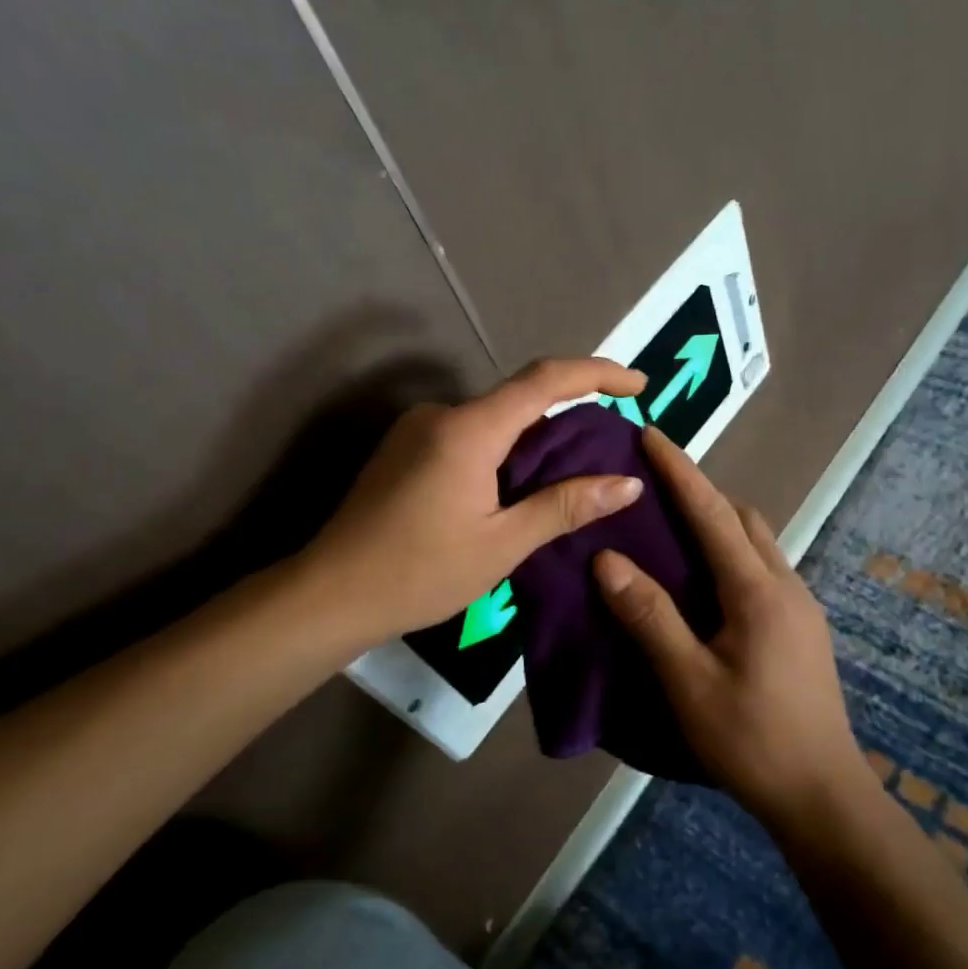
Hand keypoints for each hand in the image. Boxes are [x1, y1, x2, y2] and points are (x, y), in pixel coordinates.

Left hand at [304, 357, 648, 645]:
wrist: (329, 594)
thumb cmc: (420, 572)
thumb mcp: (502, 544)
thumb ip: (565, 506)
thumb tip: (628, 483)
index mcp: (469, 429)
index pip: (545, 380)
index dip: (597, 374)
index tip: (639, 384)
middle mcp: (442, 414)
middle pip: (519, 397)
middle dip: (570, 411)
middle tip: (611, 443)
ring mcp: (417, 429)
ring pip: (493, 419)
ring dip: (535, 437)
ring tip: (573, 473)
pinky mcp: (404, 449)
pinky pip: (470, 435)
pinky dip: (504, 450)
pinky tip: (518, 486)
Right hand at [592, 429, 868, 827]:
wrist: (822, 794)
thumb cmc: (750, 739)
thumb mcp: (688, 681)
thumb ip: (649, 617)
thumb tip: (608, 559)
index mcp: (757, 590)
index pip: (712, 513)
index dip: (679, 471)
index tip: (650, 433)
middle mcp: (786, 586)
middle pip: (743, 518)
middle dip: (701, 492)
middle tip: (654, 487)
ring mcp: (801, 607)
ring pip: (758, 543)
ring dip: (719, 524)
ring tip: (673, 531)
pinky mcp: (804, 629)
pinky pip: (764, 570)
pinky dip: (732, 556)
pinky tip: (706, 584)